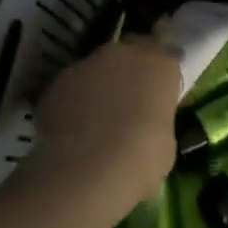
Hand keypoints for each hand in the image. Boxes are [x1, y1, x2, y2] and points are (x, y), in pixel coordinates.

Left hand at [28, 40, 179, 213]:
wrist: (83, 173)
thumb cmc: (138, 161)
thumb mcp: (165, 145)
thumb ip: (157, 120)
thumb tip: (147, 123)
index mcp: (159, 65)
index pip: (169, 60)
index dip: (164, 81)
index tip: (162, 102)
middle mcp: (124, 54)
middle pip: (131, 57)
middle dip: (131, 76)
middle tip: (131, 108)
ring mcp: (87, 63)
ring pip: (99, 70)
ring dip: (101, 87)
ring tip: (97, 123)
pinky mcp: (58, 81)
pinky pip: (74, 88)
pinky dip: (75, 102)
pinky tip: (73, 132)